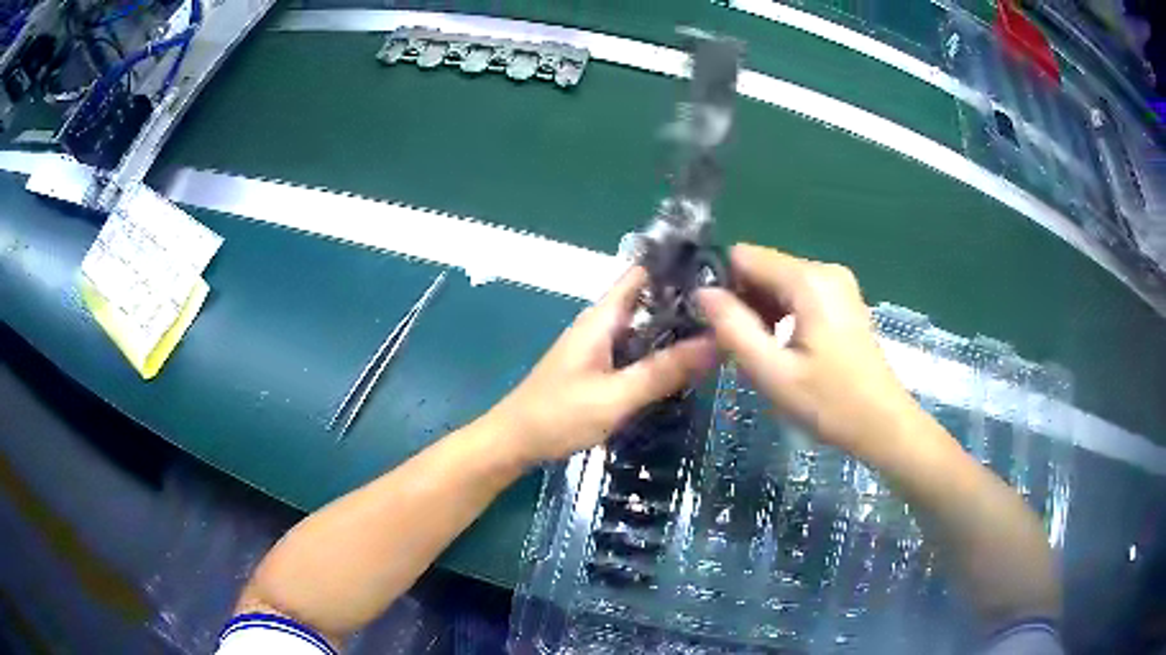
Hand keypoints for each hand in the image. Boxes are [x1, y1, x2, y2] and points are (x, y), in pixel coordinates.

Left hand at [490, 267, 716, 464]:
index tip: (721, 274)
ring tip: (723, 336)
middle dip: (687, 304)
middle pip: (649, 301)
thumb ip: (664, 371)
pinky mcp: (600, 370)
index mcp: (602, 318)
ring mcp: (600, 348)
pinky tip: (688, 367)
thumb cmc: (558, 416)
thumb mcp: (616, 396)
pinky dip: (661, 355)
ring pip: (646, 329)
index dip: (678, 268)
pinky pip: (638, 353)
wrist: (513, 443)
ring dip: (677, 332)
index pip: (643, 274)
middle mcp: (603, 325)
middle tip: (733, 314)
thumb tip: (717, 342)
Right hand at [697, 244, 919, 456]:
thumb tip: (702, 293)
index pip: (744, 256)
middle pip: (762, 267)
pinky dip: (781, 315)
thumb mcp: (773, 373)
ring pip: (777, 282)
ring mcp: (837, 283)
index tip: (716, 326)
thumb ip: (733, 329)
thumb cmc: (830, 403)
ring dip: (760, 312)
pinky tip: (783, 349)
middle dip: (743, 302)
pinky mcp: (842, 298)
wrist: (882, 424)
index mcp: (809, 280)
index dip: (723, 286)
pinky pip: (797, 293)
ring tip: (761, 353)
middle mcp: (824, 269)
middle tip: (738, 349)